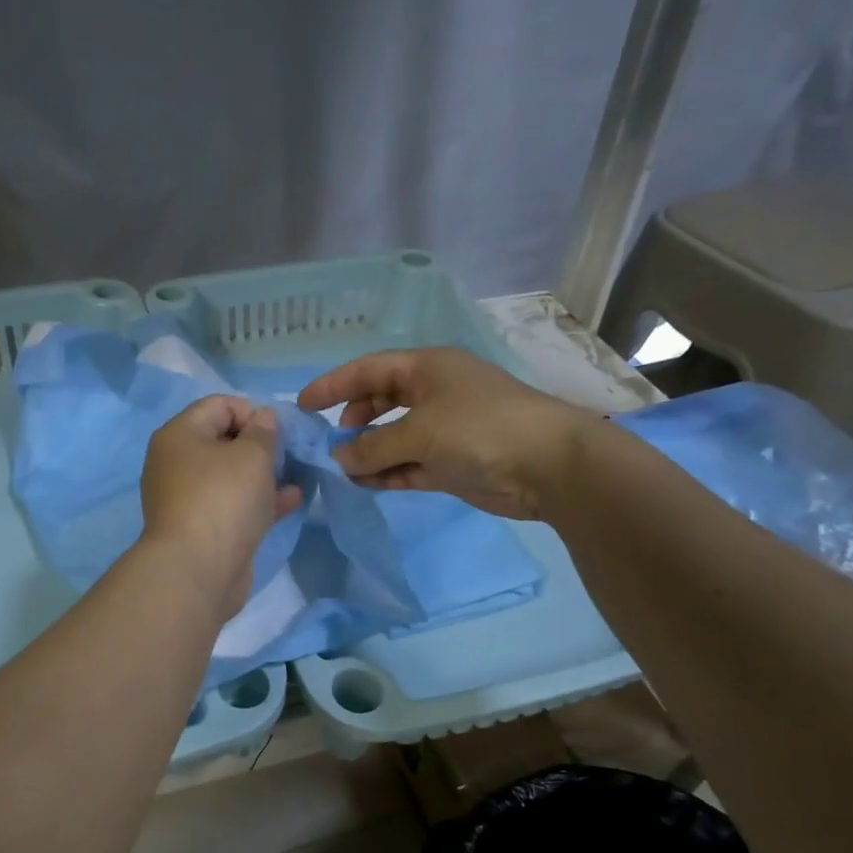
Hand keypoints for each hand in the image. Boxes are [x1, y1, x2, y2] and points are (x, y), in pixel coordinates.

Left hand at [139, 396, 304, 614]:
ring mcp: (188, 498)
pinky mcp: (203, 528)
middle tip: (290, 454)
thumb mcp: (252, 454)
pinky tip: (292, 499)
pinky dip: (260, 500)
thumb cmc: (223, 499)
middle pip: (224, 440)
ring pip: (231, 476)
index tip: (280, 431)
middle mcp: (177, 463)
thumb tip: (263, 418)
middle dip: (261, 444)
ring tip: (298, 474)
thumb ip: (264, 431)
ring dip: (264, 473)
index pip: (219, 405)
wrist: (197, 571)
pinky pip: (234, 504)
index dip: (253, 411)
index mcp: (179, 435)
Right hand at [296, 347, 604, 519]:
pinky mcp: (452, 462)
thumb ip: (373, 446)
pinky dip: (388, 472)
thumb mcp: (420, 431)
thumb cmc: (480, 429)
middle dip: (353, 421)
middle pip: (380, 401)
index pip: (369, 369)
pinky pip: (409, 464)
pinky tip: (365, 484)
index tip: (303, 405)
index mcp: (427, 368)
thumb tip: (340, 458)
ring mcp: (444, 428)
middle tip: (329, 442)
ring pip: (394, 436)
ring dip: (369, 452)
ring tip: (343, 469)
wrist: (549, 466)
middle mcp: (433, 393)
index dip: (334, 385)